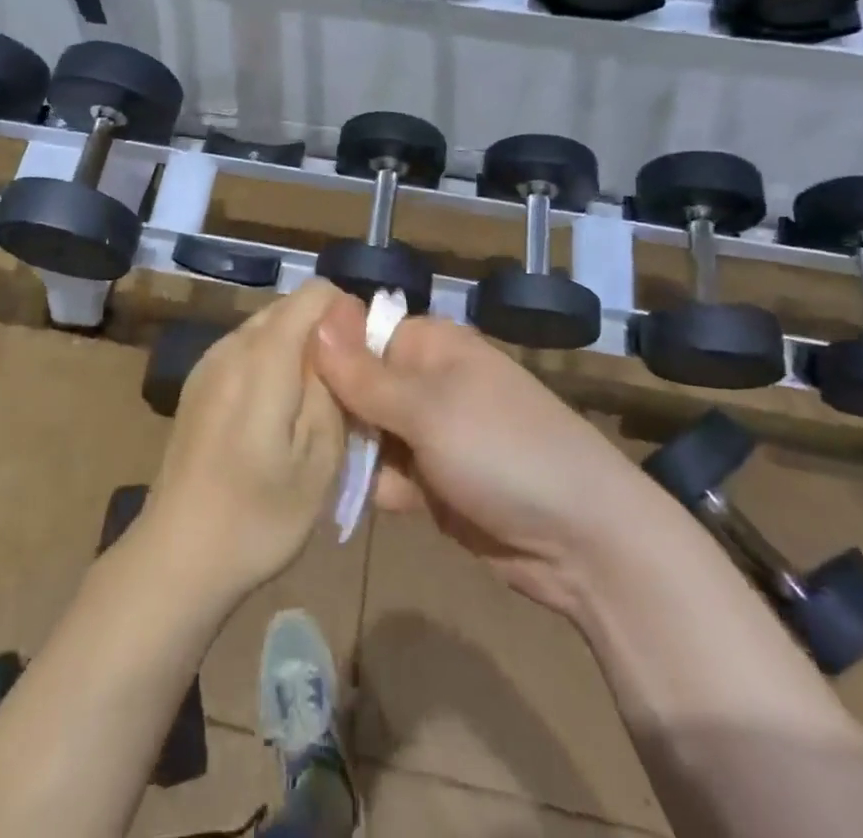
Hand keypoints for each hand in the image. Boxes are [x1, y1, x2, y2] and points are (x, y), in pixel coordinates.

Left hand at [143, 281, 349, 604]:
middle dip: (324, 334)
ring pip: (267, 328)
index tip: (362, 360)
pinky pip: (246, 350)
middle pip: (289, 307)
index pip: (313, 293)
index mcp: (262, 356)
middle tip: (344, 391)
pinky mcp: (198, 384)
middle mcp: (231, 345)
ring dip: (298, 350)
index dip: (346, 314)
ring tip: (313, 407)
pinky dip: (272, 364)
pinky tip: (276, 418)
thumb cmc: (259, 516)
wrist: (178, 555)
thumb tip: (344, 335)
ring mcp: (209, 363)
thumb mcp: (320, 459)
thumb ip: (333, 386)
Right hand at [310, 305, 642, 618]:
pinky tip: (341, 498)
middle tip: (285, 433)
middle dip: (330, 409)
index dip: (321, 352)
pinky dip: (369, 486)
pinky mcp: (434, 482)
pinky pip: (386, 474)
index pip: (358, 334)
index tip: (279, 377)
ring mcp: (431, 434)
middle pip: (357, 385)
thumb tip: (315, 319)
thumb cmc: (503, 452)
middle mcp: (426, 382)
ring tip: (304, 468)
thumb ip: (364, 374)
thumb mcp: (427, 409)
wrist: (584, 542)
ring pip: (367, 433)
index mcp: (429, 346)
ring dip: (346, 451)